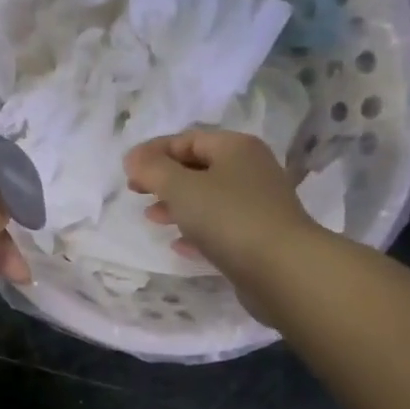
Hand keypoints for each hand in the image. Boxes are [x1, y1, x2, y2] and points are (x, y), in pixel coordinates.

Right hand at [124, 129, 321, 317]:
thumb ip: (153, 170)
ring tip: (152, 218)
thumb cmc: (228, 218)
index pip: (188, 139)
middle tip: (136, 192)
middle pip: (199, 167)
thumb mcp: (181, 188)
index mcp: (235, 148)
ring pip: (208, 198)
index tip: (127, 170)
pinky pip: (220, 227)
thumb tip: (133, 157)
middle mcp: (250, 170)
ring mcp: (257, 205)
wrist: (282, 269)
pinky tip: (178, 244)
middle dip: (164, 179)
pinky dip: (196, 231)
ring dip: (177, 205)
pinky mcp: (258, 237)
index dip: (154, 151)